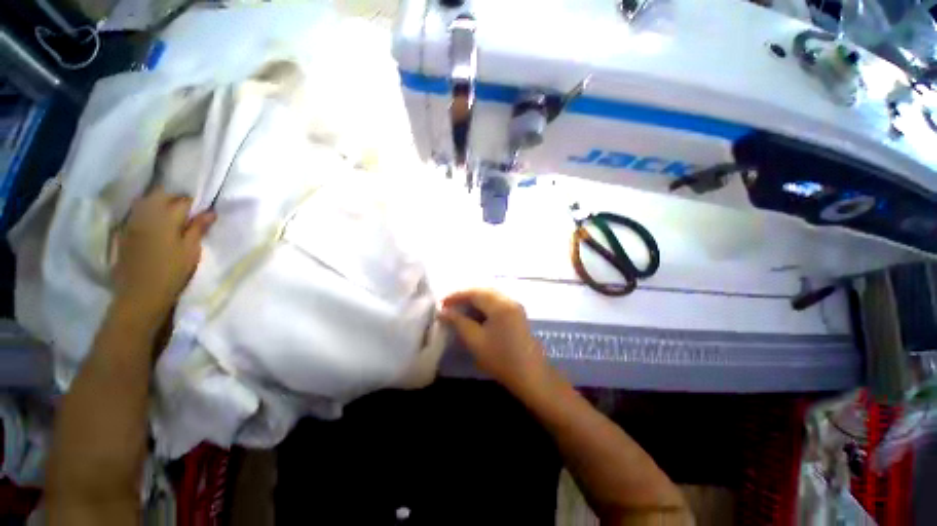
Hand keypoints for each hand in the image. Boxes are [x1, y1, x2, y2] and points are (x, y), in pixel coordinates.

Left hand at [112, 189, 214, 326]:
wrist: (140, 294)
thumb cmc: (172, 272)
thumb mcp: (191, 250)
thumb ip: (198, 228)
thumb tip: (210, 211)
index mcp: (166, 219)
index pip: (182, 201)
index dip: (193, 204)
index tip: (201, 211)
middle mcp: (146, 215)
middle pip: (160, 196)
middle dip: (174, 198)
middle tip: (186, 211)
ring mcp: (132, 223)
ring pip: (146, 202)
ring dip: (158, 204)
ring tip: (170, 215)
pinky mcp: (124, 233)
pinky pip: (136, 214)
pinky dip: (147, 213)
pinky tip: (153, 224)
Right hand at [439, 289, 548, 393]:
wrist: (531, 376)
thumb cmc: (501, 359)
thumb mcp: (475, 341)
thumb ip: (458, 322)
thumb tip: (443, 312)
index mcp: (500, 305)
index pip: (474, 293)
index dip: (456, 296)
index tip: (441, 304)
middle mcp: (509, 300)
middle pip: (483, 291)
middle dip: (465, 296)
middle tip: (449, 306)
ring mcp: (515, 306)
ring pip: (490, 296)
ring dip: (474, 300)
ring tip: (459, 310)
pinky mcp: (517, 314)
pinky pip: (497, 303)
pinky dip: (484, 306)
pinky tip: (475, 315)